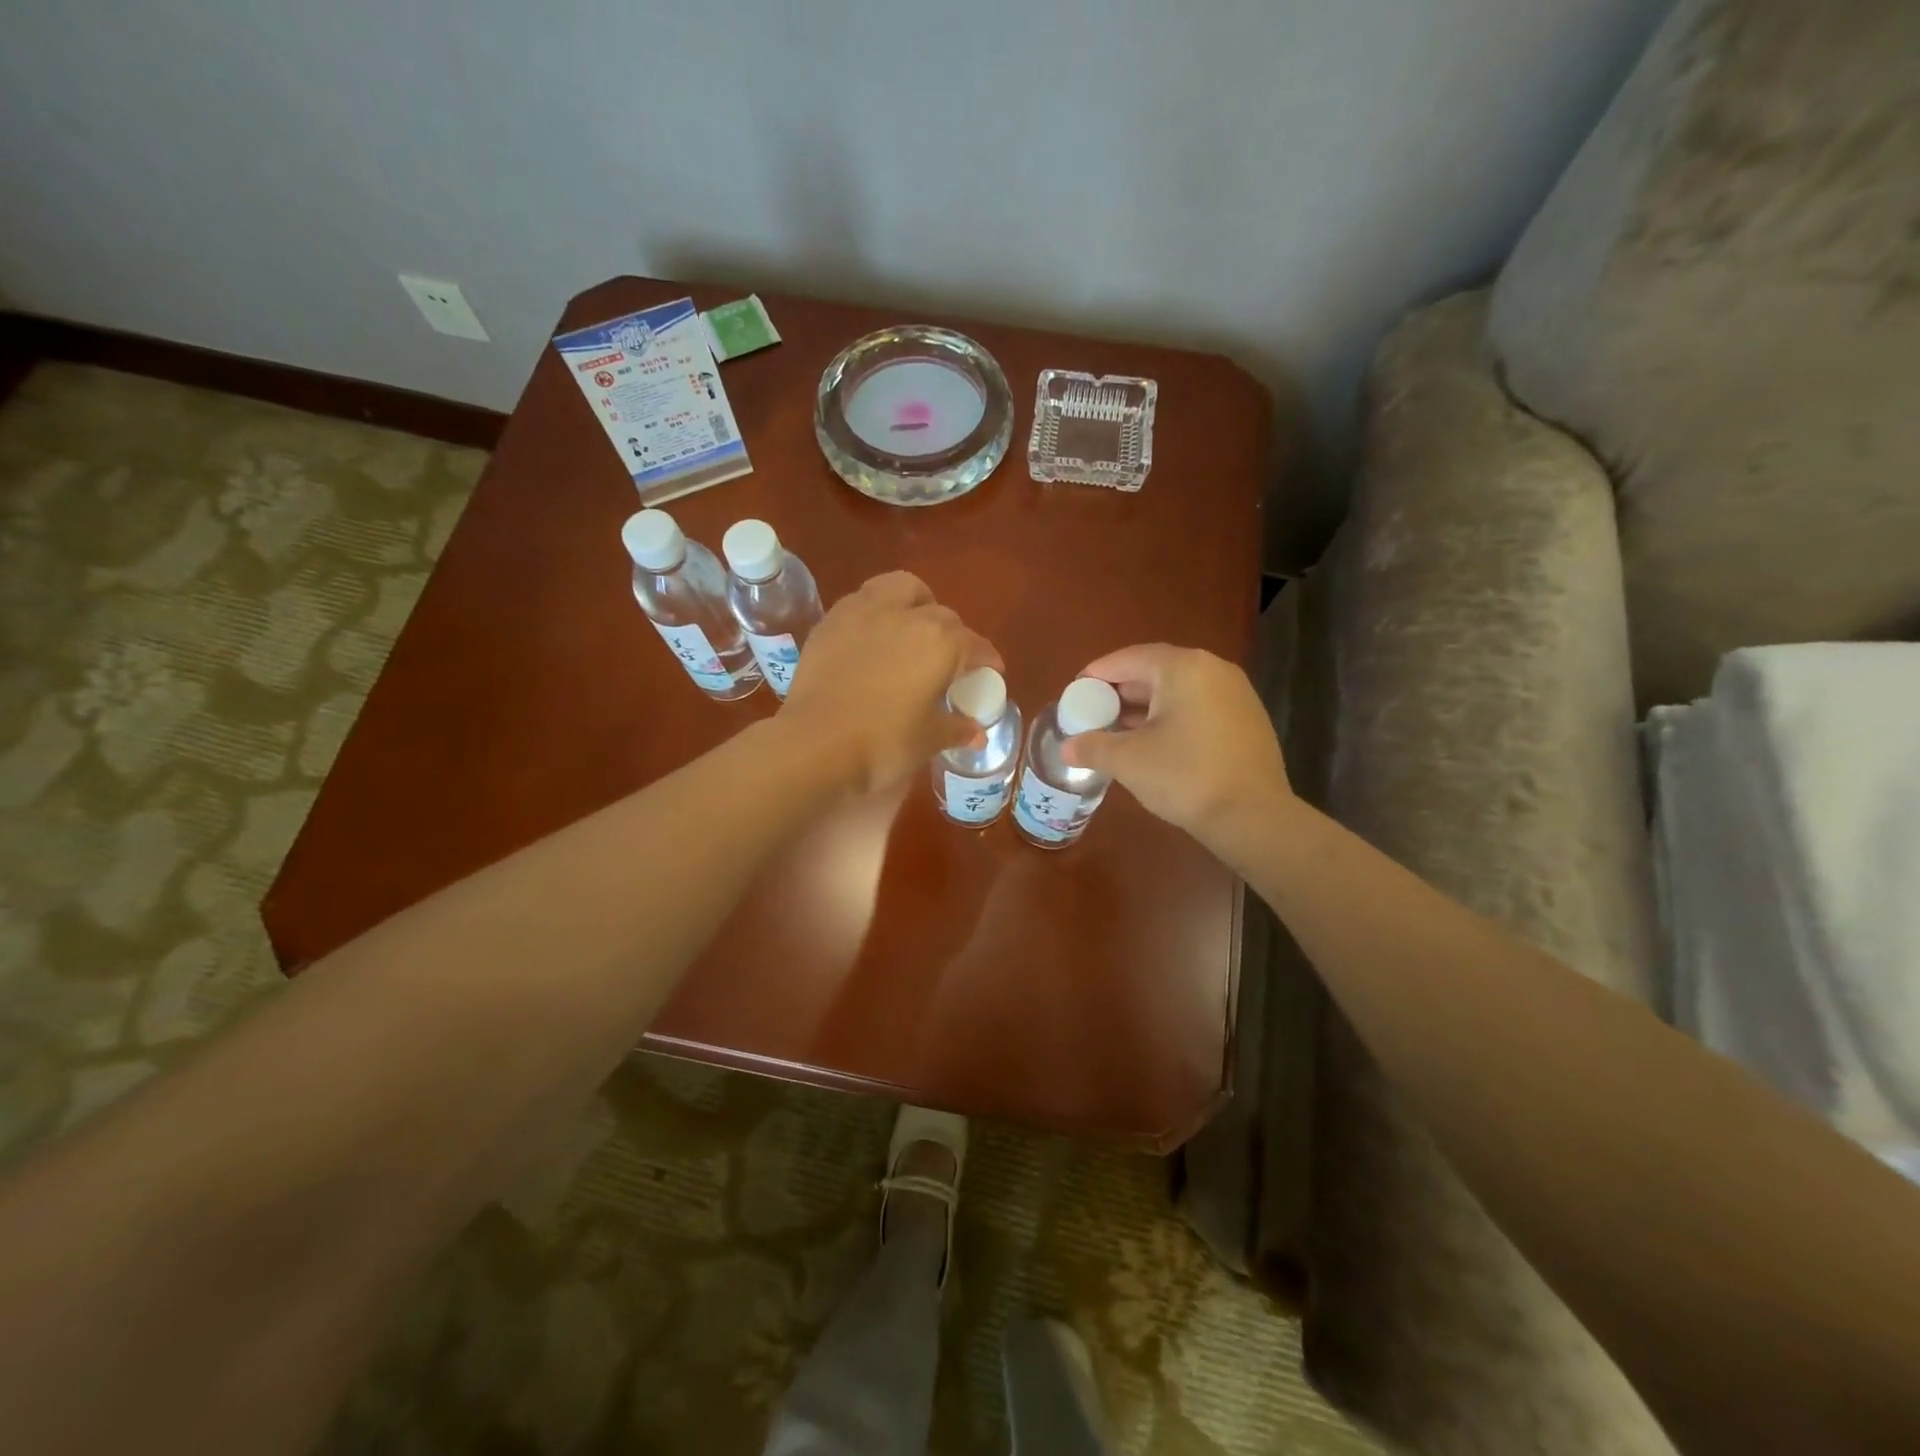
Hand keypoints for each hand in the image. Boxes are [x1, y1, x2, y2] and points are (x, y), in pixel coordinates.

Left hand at [780, 572, 1000, 795]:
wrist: (815, 744)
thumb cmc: (884, 743)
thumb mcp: (929, 739)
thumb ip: (956, 728)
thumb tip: (976, 733)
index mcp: (941, 641)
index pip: (975, 645)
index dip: (986, 660)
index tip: (990, 672)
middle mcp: (907, 615)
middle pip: (941, 614)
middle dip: (952, 633)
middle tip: (948, 660)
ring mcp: (864, 612)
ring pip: (899, 588)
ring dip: (914, 603)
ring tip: (911, 629)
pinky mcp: (831, 622)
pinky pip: (863, 602)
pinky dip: (876, 613)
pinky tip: (873, 639)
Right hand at [1059, 644, 1293, 856]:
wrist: (1253, 816)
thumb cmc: (1185, 777)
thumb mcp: (1128, 761)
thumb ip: (1093, 747)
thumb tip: (1067, 749)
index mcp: (1183, 668)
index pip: (1129, 658)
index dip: (1098, 673)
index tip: (1076, 690)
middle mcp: (1213, 670)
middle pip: (1156, 671)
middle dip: (1121, 691)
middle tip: (1093, 711)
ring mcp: (1236, 694)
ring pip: (1178, 691)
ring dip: (1146, 707)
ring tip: (1117, 729)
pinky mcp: (1247, 720)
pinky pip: (1198, 707)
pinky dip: (1172, 717)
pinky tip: (1154, 743)